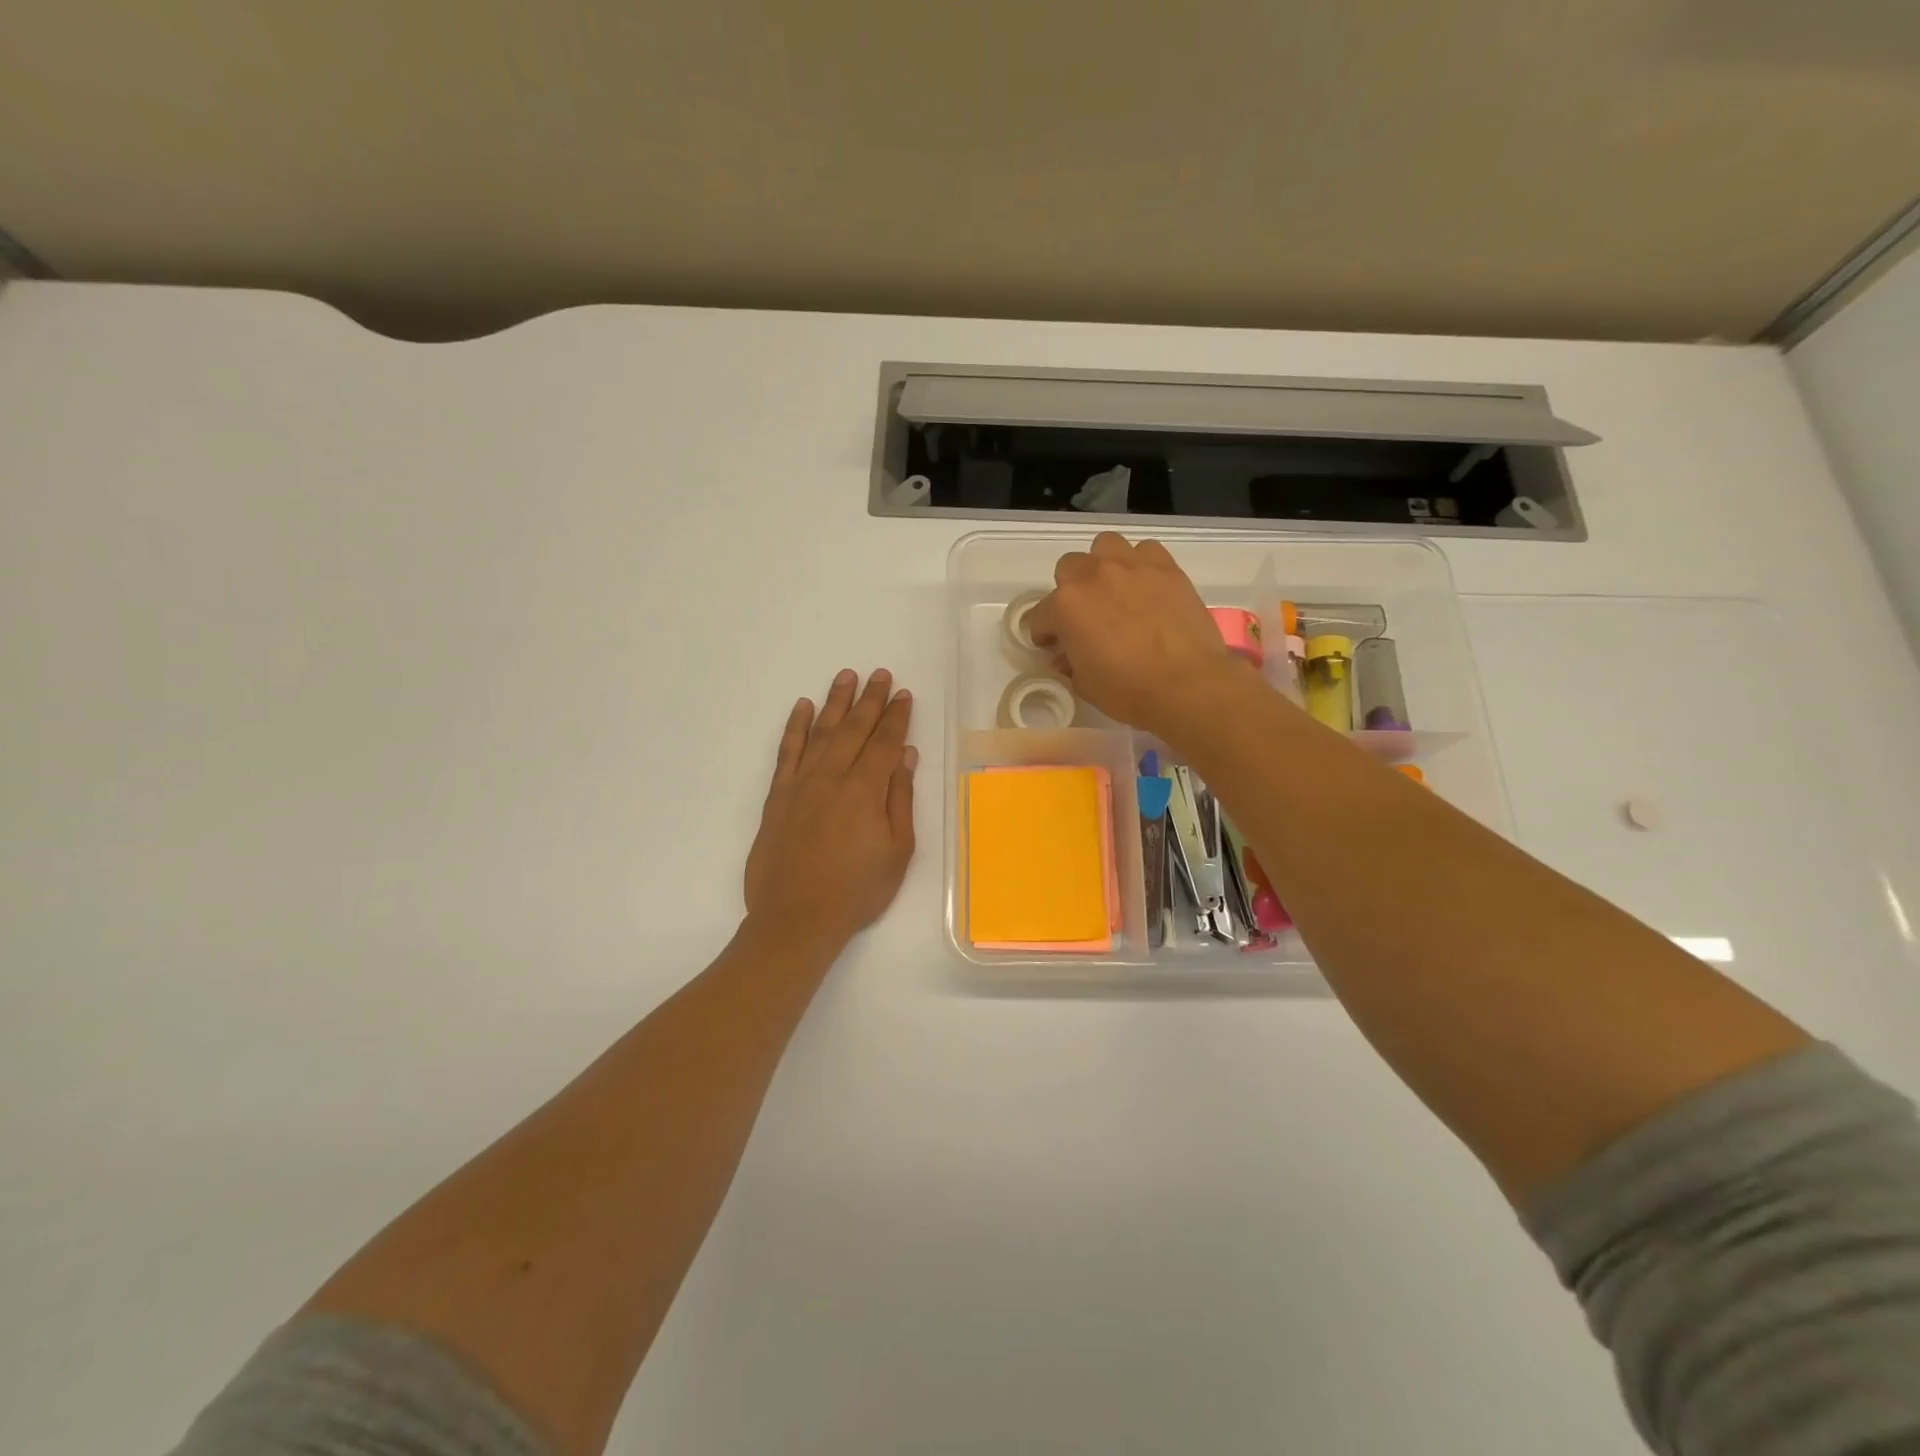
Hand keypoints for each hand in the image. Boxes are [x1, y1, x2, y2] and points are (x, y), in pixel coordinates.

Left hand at [744, 668, 917, 948]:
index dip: (896, 717)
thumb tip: (905, 756)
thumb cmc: (857, 891)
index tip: (903, 695)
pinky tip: (803, 708)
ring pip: (822, 732)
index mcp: (866, 790)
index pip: (885, 742)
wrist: (796, 918)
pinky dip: (795, 727)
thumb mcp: (898, 851)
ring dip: (836, 702)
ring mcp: (801, 784)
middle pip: (855, 729)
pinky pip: (787, 752)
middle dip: (870, 699)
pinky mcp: (778, 796)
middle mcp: (833, 777)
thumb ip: (900, 799)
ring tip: (846, 676)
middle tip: (880, 674)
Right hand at [1026, 532, 1256, 741]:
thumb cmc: (1128, 691)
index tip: (1053, 646)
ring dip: (1103, 564)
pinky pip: (1146, 551)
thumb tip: (1068, 655)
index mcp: (1066, 606)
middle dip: (1070, 590)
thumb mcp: (1084, 684)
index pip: (1041, 615)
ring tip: (1114, 590)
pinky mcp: (1166, 568)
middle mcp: (1093, 576)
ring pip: (1105, 546)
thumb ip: (1070, 662)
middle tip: (1084, 615)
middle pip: (1069, 567)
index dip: (1045, 633)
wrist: (1186, 685)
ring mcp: (1132, 566)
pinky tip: (1147, 587)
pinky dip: (1141, 565)